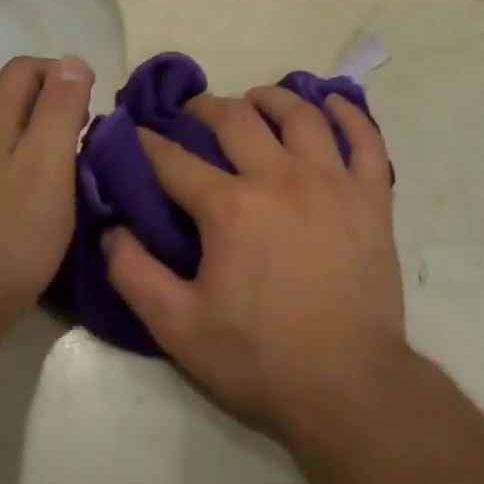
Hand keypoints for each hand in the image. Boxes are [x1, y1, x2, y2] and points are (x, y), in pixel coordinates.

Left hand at [0, 55, 92, 336]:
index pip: (23, 69)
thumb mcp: (49, 163)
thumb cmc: (13, 233)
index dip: (63, 74)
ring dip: (36, 138)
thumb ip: (60, 108)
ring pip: (1, 135)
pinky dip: (18, 166)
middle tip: (86, 139)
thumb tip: (71, 62)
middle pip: (10, 99)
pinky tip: (34, 200)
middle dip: (53, 106)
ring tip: (67, 170)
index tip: (93, 106)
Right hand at [105, 87, 406, 439]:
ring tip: (255, 99)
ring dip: (272, 98)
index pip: (174, 160)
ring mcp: (332, 182)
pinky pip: (366, 139)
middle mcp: (280, 178)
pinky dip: (350, 114)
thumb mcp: (179, 329)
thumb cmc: (260, 358)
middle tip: (193, 111)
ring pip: (300, 116)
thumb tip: (111, 229)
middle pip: (237, 119)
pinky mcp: (372, 196)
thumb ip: (135, 275)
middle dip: (205, 107)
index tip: (134, 131)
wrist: (349, 385)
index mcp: (230, 207)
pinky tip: (332, 102)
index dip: (147, 142)